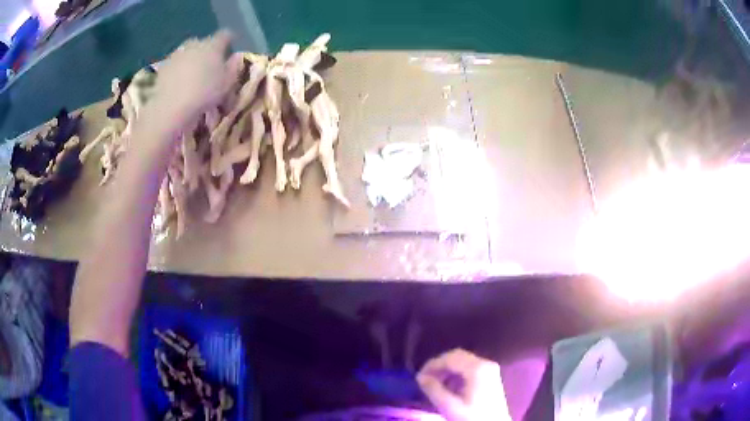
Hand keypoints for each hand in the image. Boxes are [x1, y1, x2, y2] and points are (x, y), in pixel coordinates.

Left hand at [147, 30, 232, 127]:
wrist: (171, 107)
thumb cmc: (205, 93)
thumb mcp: (227, 83)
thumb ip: (233, 68)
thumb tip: (235, 58)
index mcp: (213, 44)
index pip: (225, 35)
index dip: (229, 40)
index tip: (230, 46)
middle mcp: (194, 44)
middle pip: (203, 42)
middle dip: (206, 50)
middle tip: (209, 64)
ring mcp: (176, 54)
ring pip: (187, 53)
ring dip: (190, 60)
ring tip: (192, 76)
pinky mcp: (163, 68)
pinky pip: (174, 66)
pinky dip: (177, 71)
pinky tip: (178, 84)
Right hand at [417, 349, 510, 420]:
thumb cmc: (472, 417)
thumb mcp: (450, 406)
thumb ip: (434, 389)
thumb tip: (420, 377)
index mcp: (477, 368)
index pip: (450, 357)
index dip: (432, 365)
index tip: (419, 376)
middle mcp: (486, 363)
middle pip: (458, 356)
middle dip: (439, 366)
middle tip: (425, 379)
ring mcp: (490, 370)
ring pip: (463, 362)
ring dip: (447, 371)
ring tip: (435, 385)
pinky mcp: (490, 377)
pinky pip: (470, 368)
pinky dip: (456, 375)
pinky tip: (449, 388)